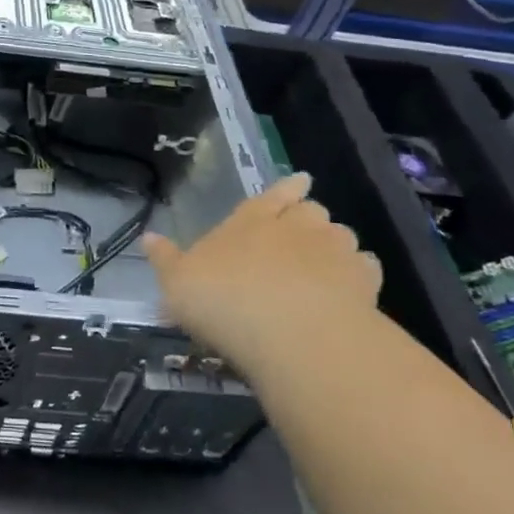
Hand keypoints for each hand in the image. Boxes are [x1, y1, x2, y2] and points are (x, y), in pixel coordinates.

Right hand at [143, 173, 380, 364]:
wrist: (290, 333)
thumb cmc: (223, 299)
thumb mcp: (177, 282)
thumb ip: (165, 259)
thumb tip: (148, 237)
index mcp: (251, 219)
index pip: (273, 193)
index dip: (286, 188)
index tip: (300, 181)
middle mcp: (295, 226)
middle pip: (311, 210)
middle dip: (309, 217)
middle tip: (304, 231)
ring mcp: (333, 252)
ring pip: (342, 235)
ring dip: (335, 244)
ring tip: (328, 260)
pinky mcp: (363, 284)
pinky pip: (365, 269)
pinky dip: (359, 274)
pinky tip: (352, 289)